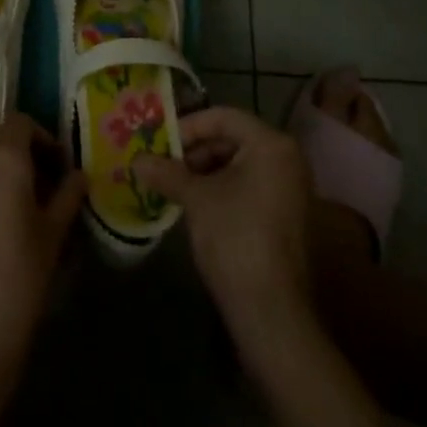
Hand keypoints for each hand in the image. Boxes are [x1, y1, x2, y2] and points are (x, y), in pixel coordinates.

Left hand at [0, 114, 85, 385]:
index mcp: (3, 159)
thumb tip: (78, 175)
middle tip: (39, 197)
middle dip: (20, 164)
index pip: (21, 123)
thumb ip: (68, 195)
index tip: (56, 167)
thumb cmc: (19, 278)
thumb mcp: (54, 235)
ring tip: (10, 220)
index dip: (41, 139)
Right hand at [136, 107, 314, 340]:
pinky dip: (221, 187)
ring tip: (173, 186)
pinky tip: (194, 204)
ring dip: (204, 170)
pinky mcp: (286, 212)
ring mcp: (290, 186)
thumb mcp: (196, 198)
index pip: (222, 117)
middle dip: (194, 151)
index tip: (159, 144)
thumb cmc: (234, 238)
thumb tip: (136, 160)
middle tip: (162, 165)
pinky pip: (249, 184)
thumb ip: (166, 172)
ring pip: (239, 162)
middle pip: (232, 138)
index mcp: (271, 144)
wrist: (270, 310)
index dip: (187, 127)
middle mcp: (287, 157)